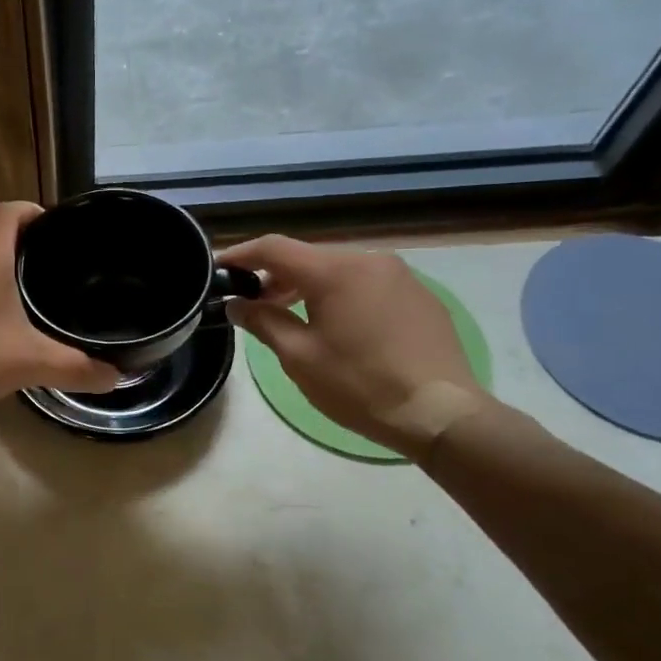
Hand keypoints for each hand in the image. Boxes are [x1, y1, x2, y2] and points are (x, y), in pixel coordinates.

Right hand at [219, 235, 490, 459]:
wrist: (441, 412)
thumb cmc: (360, 385)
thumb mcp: (300, 357)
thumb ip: (263, 322)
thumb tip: (237, 304)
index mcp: (335, 270)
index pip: (275, 248)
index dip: (242, 255)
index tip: (219, 268)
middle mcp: (369, 260)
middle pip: (308, 257)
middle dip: (275, 276)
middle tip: (252, 303)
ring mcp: (400, 275)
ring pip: (339, 270)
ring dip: (308, 287)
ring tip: (290, 316)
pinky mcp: (420, 295)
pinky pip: (367, 284)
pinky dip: (342, 296)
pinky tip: (337, 327)